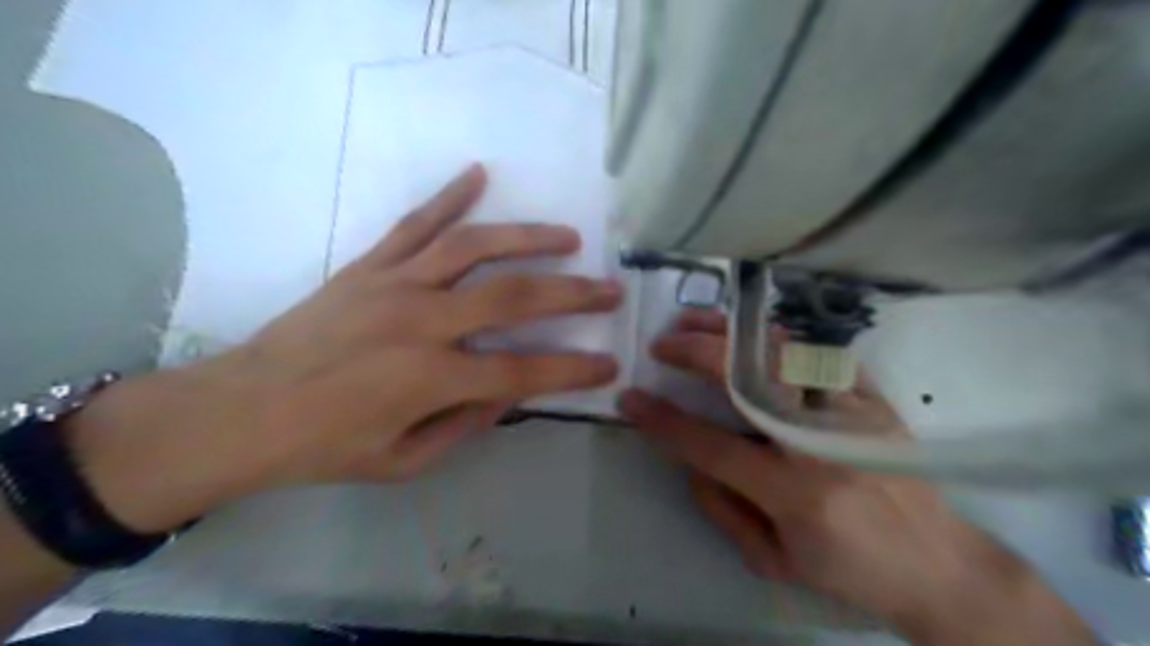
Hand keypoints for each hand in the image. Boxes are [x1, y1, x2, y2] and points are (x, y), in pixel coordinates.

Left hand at [63, 163, 619, 534]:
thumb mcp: (404, 461)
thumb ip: (465, 424)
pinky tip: (478, 174)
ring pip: (474, 247)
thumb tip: (511, 392)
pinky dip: (449, 196)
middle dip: (572, 293)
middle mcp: (421, 322)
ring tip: (567, 236)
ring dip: (528, 237)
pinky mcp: (369, 266)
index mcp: (430, 378)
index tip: (609, 362)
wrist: (241, 410)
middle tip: (609, 287)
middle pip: (514, 297)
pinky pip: (415, 224)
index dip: (573, 369)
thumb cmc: (325, 447)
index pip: (523, 371)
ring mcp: (394, 284)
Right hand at [621, 307, 1093, 645]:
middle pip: (748, 380)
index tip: (631, 398)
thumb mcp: (775, 561)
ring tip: (695, 322)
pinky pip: (815, 352)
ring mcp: (851, 412)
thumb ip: (723, 509)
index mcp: (794, 493)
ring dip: (731, 332)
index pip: (710, 445)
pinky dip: (774, 337)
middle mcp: (821, 444)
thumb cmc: (852, 572)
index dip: (663, 420)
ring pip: (781, 352)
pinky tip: (748, 332)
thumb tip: (690, 459)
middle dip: (696, 354)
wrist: (941, 565)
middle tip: (662, 343)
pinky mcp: (872, 397)